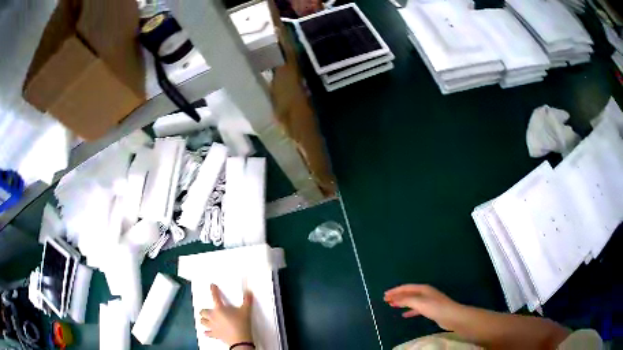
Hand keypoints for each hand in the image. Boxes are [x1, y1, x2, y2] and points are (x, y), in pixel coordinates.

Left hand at [200, 284, 252, 345]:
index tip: (212, 286)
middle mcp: (213, 316)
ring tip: (204, 319)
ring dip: (203, 320)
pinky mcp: (215, 334)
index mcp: (219, 309)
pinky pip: (207, 333)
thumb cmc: (241, 324)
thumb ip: (247, 301)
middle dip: (204, 310)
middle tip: (207, 310)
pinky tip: (206, 332)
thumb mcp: (246, 311)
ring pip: (202, 321)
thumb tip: (248, 293)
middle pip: (203, 311)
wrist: (240, 340)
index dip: (213, 290)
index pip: (215, 297)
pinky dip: (207, 332)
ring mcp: (213, 326)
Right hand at [384, 284, 461, 330]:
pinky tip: (404, 315)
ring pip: (412, 301)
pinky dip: (409, 310)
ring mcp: (428, 301)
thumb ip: (406, 300)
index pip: (406, 287)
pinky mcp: (430, 309)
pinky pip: (416, 308)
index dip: (395, 291)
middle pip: (408, 293)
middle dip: (397, 296)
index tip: (385, 295)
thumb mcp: (419, 302)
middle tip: (386, 300)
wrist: (451, 316)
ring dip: (402, 303)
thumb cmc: (435, 307)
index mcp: (423, 288)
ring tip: (392, 306)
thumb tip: (394, 298)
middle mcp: (425, 293)